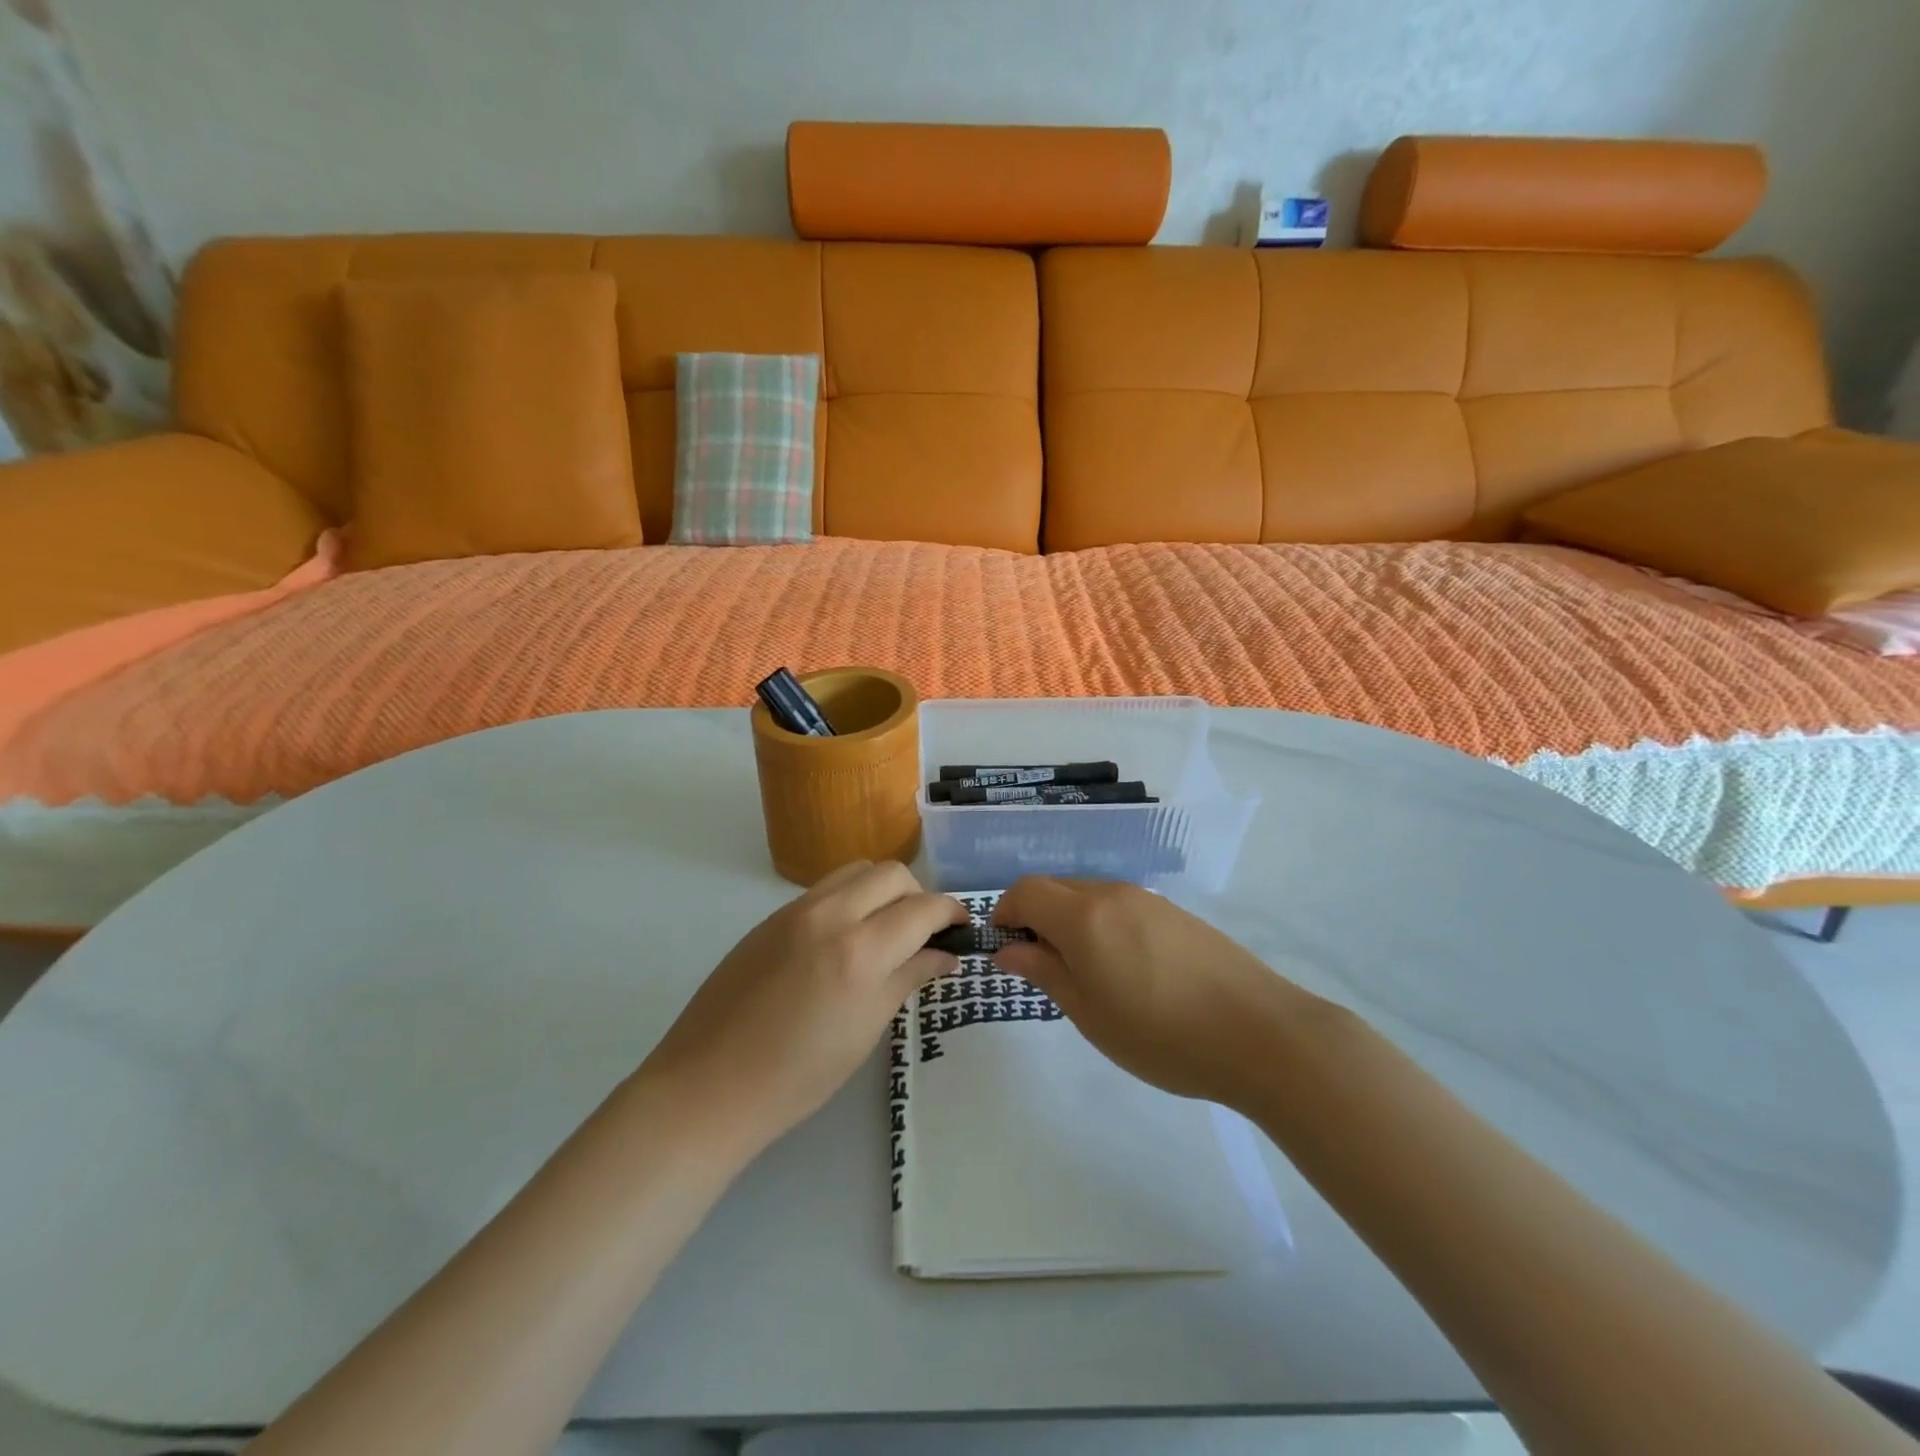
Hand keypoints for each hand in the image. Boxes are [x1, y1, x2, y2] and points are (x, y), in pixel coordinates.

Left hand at [643, 861, 965, 1151]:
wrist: (709, 1086)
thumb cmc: (797, 1077)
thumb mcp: (866, 1029)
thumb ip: (909, 978)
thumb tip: (945, 954)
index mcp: (859, 951)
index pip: (923, 908)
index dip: (952, 912)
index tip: (963, 927)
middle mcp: (829, 915)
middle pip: (892, 873)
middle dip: (918, 896)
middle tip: (922, 933)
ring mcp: (795, 911)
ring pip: (856, 870)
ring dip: (882, 890)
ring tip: (884, 930)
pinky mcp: (770, 917)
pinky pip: (824, 889)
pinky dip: (849, 899)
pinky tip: (843, 940)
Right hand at [991, 877, 1318, 1107]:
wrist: (1260, 1034)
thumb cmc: (1161, 1034)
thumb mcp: (1089, 1013)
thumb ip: (1043, 972)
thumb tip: (1006, 948)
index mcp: (1083, 916)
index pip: (1025, 890)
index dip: (1004, 913)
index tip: (1005, 949)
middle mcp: (1112, 893)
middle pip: (1055, 887)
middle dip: (1035, 916)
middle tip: (1041, 966)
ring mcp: (1148, 898)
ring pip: (1089, 895)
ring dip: (1069, 920)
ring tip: (1085, 973)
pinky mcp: (1175, 912)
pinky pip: (1120, 905)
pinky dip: (1102, 924)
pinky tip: (1126, 969)